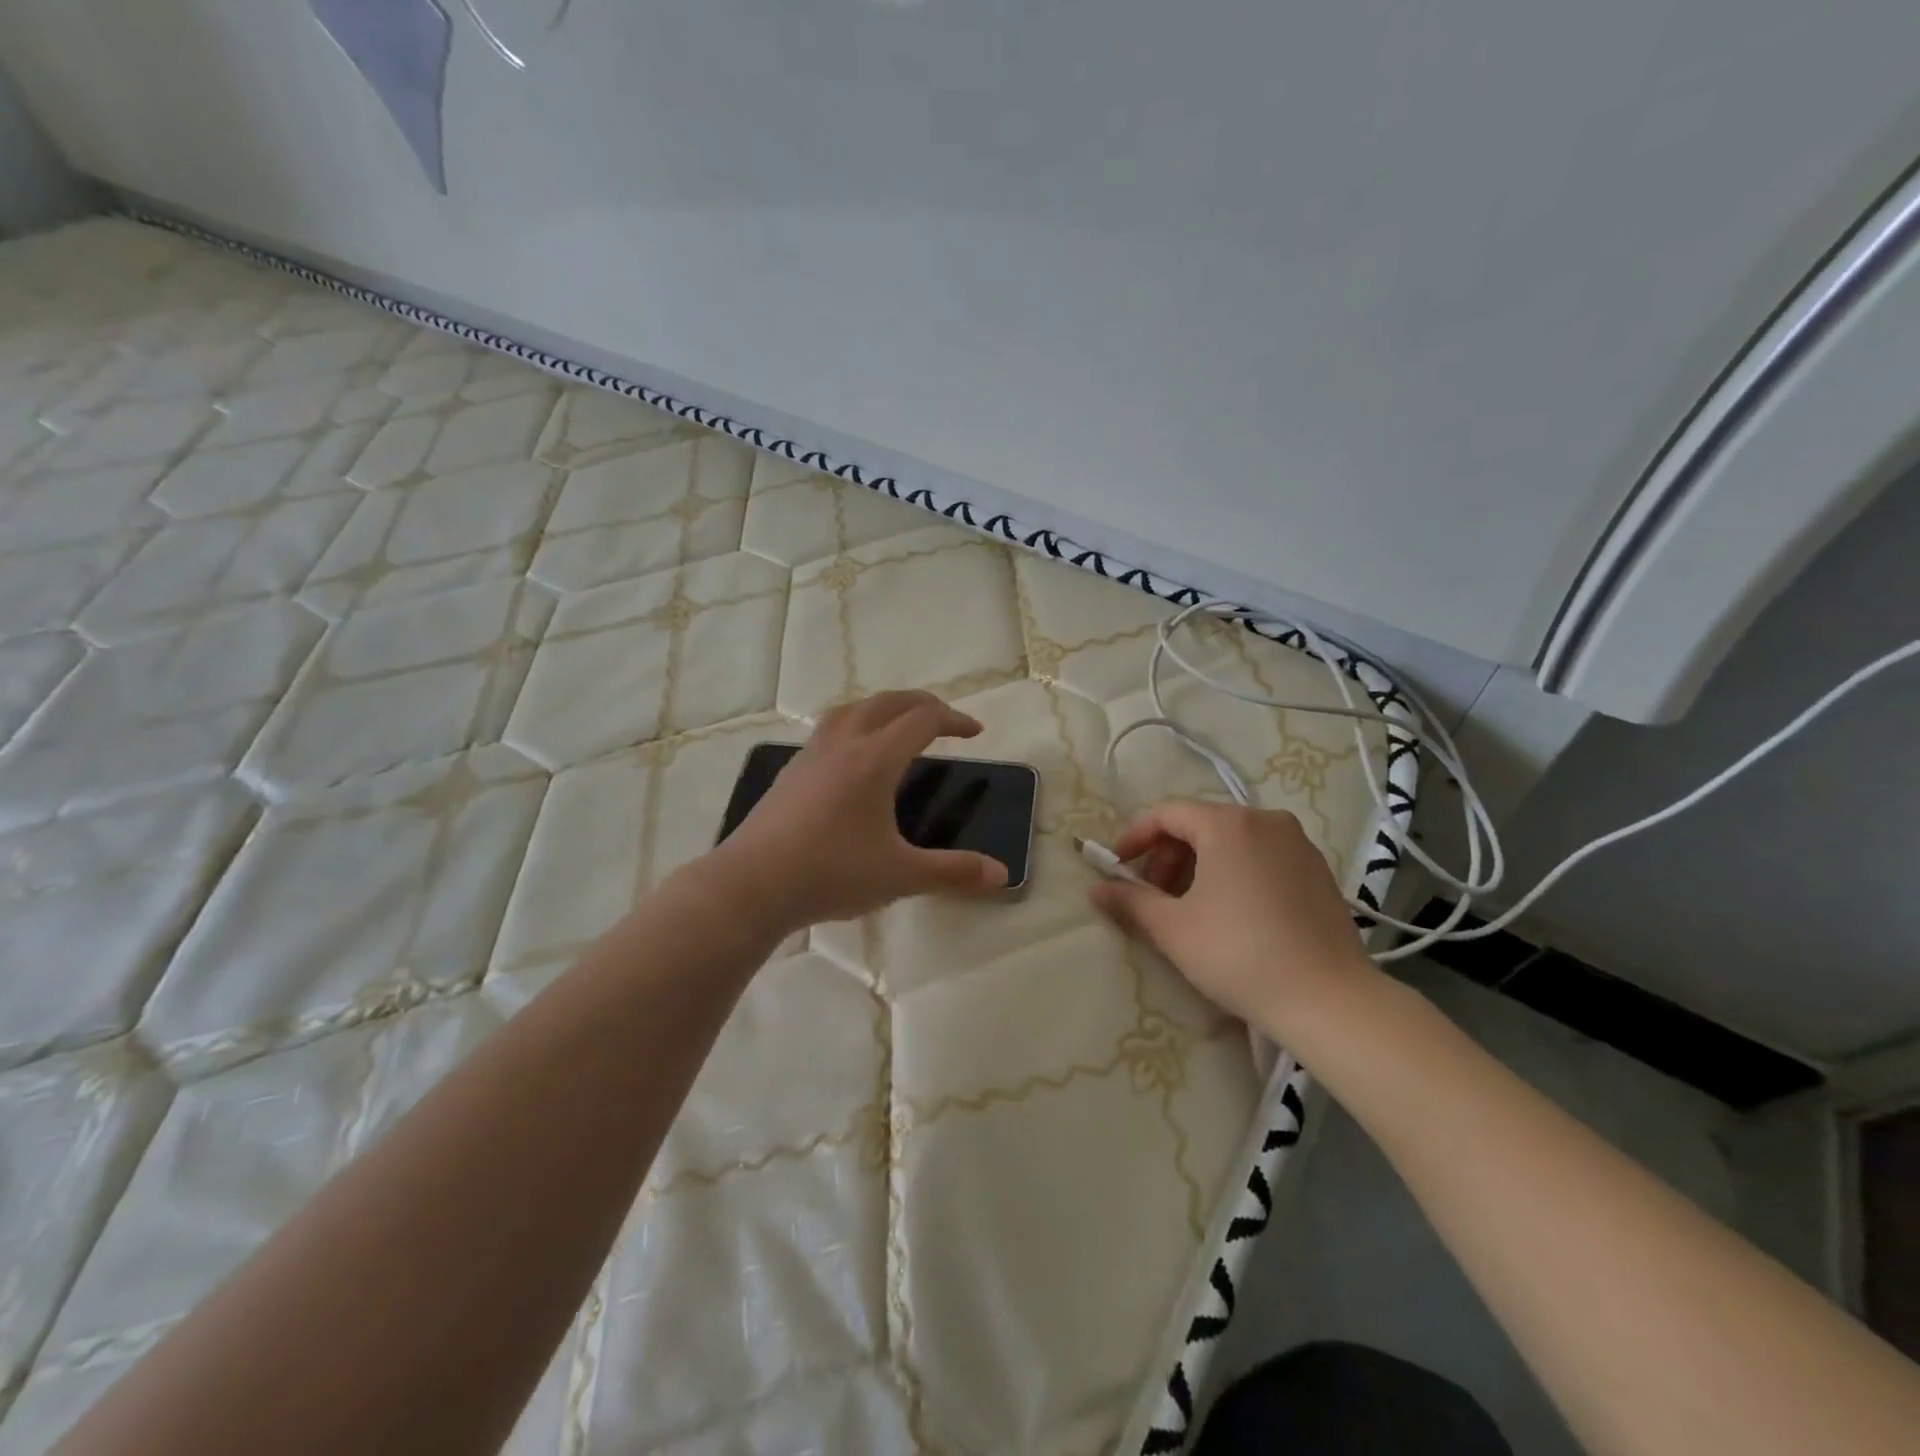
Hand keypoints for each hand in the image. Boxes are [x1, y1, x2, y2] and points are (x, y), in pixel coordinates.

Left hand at [711, 691, 1008, 931]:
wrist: (750, 886)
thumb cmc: (830, 874)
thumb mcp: (900, 876)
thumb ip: (953, 872)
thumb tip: (1002, 874)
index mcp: (874, 760)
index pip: (922, 720)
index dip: (954, 720)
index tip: (975, 733)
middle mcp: (843, 745)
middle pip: (887, 703)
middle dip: (921, 704)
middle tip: (943, 720)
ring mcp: (811, 756)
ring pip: (851, 710)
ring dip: (882, 708)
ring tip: (897, 727)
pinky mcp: (789, 773)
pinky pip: (828, 731)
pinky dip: (853, 726)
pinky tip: (851, 760)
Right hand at [1089, 800, 1378, 1040]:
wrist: (1329, 1000)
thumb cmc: (1239, 954)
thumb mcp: (1172, 928)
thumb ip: (1130, 900)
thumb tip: (1097, 888)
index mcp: (1228, 824)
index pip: (1167, 814)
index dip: (1135, 837)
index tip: (1117, 867)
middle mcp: (1266, 820)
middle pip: (1201, 824)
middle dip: (1168, 855)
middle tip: (1153, 895)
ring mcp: (1298, 844)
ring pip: (1232, 841)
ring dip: (1200, 865)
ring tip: (1189, 907)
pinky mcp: (1319, 870)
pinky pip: (1262, 856)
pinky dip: (1234, 872)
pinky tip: (1231, 913)